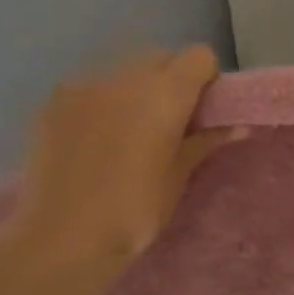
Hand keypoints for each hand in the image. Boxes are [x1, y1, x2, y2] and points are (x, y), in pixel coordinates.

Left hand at [0, 47, 239, 286]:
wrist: (61, 238)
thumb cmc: (135, 209)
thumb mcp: (179, 175)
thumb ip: (207, 141)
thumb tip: (240, 127)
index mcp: (165, 92)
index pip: (199, 56)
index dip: (205, 79)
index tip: (201, 111)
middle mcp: (126, 75)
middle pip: (160, 58)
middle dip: (170, 82)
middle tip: (168, 124)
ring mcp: (85, 85)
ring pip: (122, 72)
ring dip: (133, 91)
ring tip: (126, 134)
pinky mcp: (54, 101)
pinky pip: (90, 88)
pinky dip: (100, 103)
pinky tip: (93, 141)